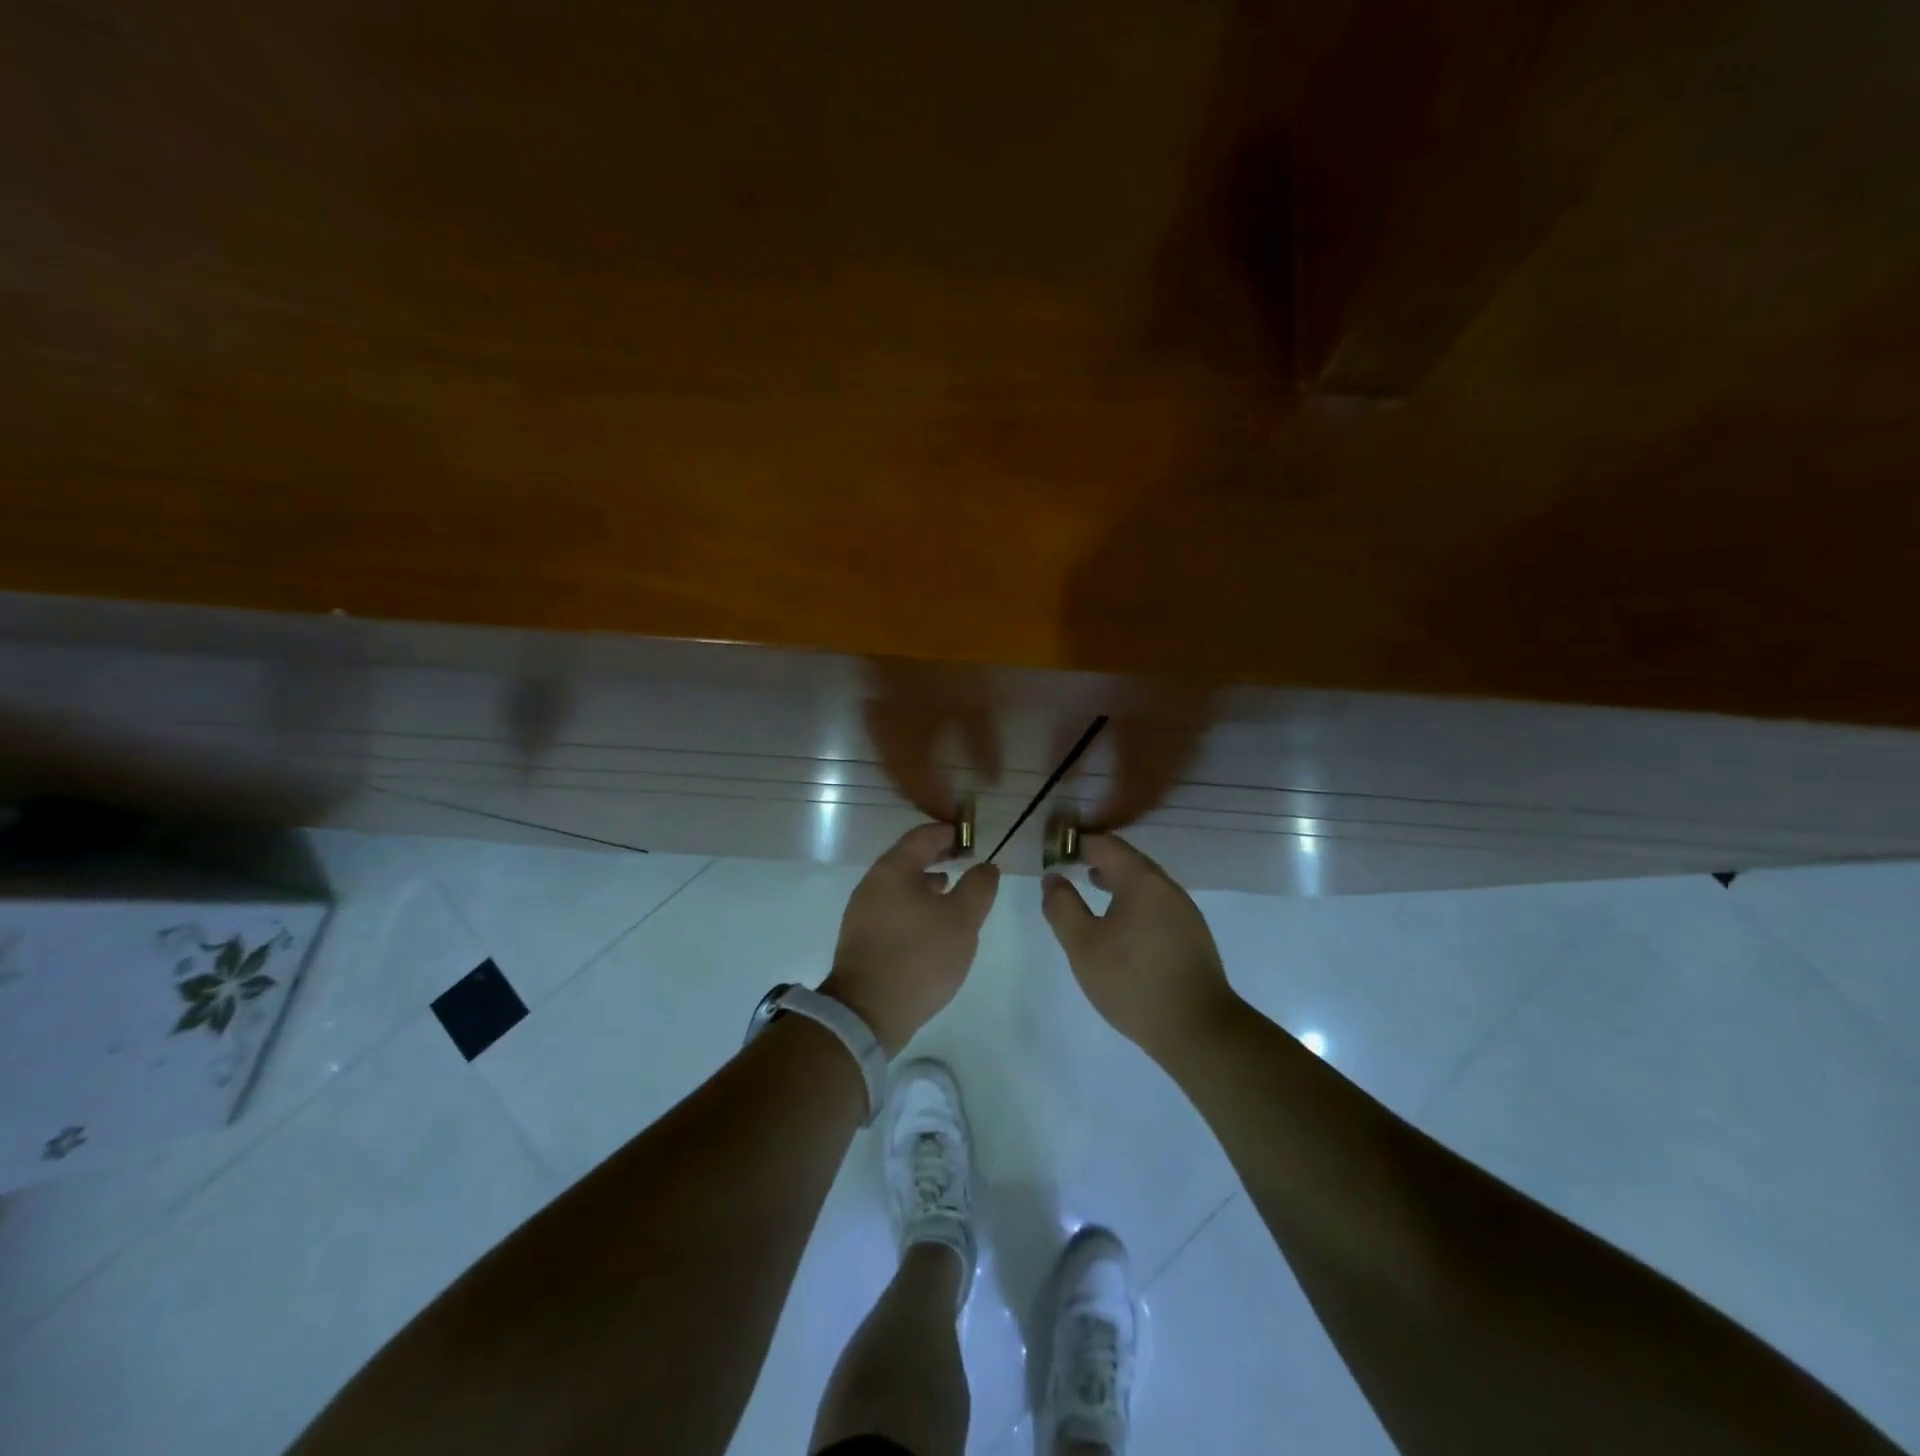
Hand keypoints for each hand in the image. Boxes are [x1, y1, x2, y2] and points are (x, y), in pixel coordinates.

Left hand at [821, 823, 999, 1055]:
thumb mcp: (962, 920)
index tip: (970, 837)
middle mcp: (872, 883)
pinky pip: (893, 907)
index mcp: (893, 870)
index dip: (948, 833)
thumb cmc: (919, 957)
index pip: (922, 836)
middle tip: (965, 860)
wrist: (867, 1012)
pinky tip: (931, 925)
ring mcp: (863, 911)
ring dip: (926, 882)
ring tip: (952, 891)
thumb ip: (978, 887)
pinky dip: (915, 904)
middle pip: (908, 858)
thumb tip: (985, 866)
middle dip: (938, 856)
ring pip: (900, 885)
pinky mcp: (862, 938)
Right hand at [1042, 833, 1239, 1064]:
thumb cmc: (1133, 981)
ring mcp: (1185, 911)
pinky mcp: (1192, 935)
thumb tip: (1053, 878)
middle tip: (1071, 865)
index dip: (1078, 843)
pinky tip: (1121, 925)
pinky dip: (1133, 900)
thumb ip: (1062, 907)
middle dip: (1098, 858)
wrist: (1198, 1029)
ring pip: (1145, 882)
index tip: (1055, 850)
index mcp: (1142, 880)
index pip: (1106, 844)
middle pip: (1129, 859)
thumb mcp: (1083, 945)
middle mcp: (1167, 887)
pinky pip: (1156, 903)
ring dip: (1117, 879)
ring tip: (1092, 887)